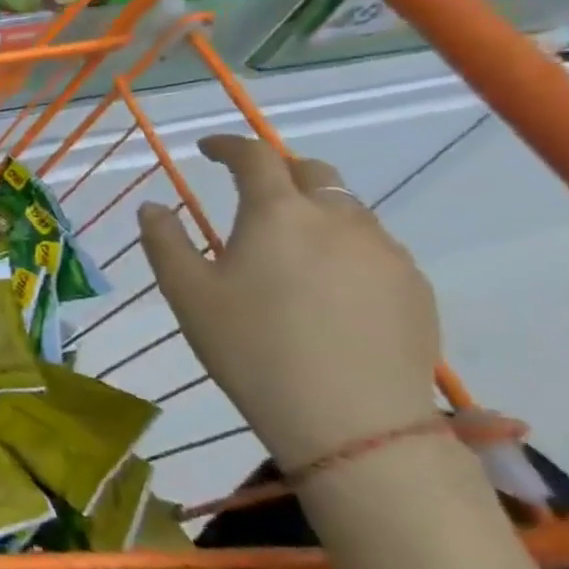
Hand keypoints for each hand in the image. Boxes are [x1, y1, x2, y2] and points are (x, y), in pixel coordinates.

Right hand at [137, 134, 443, 471]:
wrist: (353, 424)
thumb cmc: (253, 349)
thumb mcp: (187, 294)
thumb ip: (164, 241)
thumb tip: (153, 206)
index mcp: (278, 212)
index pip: (255, 155)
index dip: (228, 145)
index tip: (207, 149)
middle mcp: (337, 218)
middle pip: (312, 171)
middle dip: (277, 170)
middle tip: (251, 192)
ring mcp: (385, 252)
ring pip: (346, 209)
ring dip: (313, 210)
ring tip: (289, 246)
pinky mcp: (415, 288)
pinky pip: (373, 248)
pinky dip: (343, 247)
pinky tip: (327, 287)